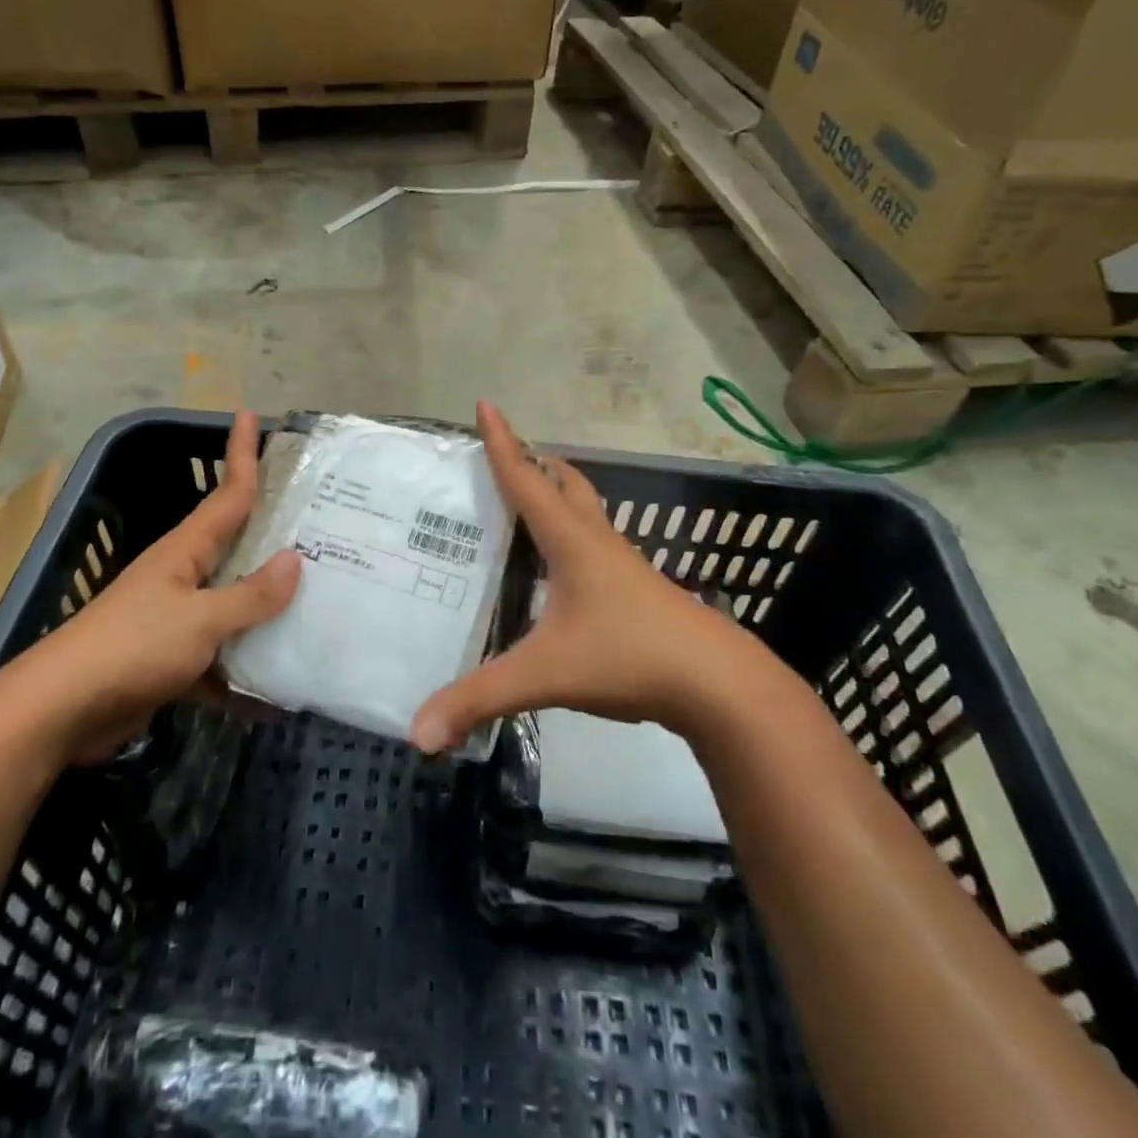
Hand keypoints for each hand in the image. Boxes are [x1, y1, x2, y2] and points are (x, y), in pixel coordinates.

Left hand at [0, 411, 299, 763]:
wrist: (60, 713)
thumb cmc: (132, 648)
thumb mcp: (199, 619)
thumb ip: (250, 595)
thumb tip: (296, 559)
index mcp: (186, 551)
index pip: (228, 493)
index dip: (241, 454)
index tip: (250, 414)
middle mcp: (184, 575)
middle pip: (238, 545)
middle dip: (277, 532)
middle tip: (325, 520)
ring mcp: (177, 618)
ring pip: (235, 601)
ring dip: (271, 605)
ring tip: (324, 598)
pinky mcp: (173, 659)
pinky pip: (223, 653)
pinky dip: (248, 667)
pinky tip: (283, 683)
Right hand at [410, 402, 766, 753]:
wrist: (719, 686)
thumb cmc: (629, 658)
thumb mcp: (545, 675)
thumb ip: (480, 699)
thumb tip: (418, 733)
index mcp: (572, 541)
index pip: (527, 480)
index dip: (503, 443)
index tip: (487, 405)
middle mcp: (598, 543)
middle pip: (566, 485)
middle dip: (534, 464)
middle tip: (503, 459)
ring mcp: (623, 567)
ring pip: (586, 515)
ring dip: (557, 498)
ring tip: (525, 510)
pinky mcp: (638, 593)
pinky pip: (596, 548)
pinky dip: (571, 538)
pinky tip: (560, 573)